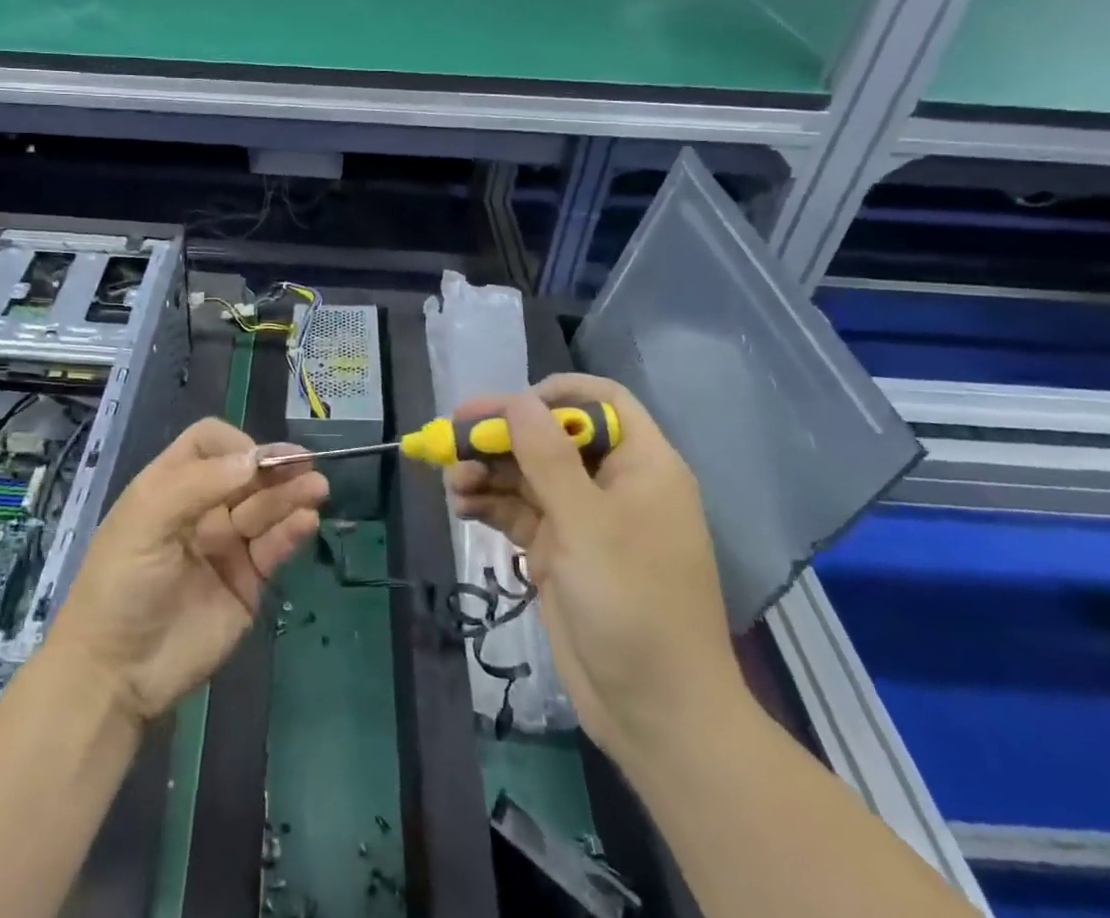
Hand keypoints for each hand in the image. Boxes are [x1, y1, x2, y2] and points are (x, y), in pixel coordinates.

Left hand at [47, 418, 327, 723]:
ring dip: (292, 494)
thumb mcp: (146, 521)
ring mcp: (227, 545)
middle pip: (247, 473)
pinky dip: (292, 531)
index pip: (210, 444)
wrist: (114, 674)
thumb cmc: (120, 584)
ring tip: (317, 488)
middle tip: (306, 465)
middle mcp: (203, 508)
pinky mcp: (247, 582)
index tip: (252, 460)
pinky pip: (274, 547)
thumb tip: (253, 458)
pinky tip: (307, 521)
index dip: (234, 444)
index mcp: (171, 486)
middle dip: (274, 466)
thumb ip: (198, 484)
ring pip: (266, 507)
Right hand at [444, 375, 743, 759]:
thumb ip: (548, 457)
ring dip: (488, 470)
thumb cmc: (633, 605)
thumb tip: (518, 400)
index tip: (509, 407)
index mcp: (642, 466)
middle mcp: (613, 484)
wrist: (657, 716)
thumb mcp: (587, 524)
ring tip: (452, 482)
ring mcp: (585, 520)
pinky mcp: (560, 552)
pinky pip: (519, 511)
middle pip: (551, 435)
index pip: (601, 401)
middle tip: (452, 436)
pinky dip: (490, 504)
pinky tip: (461, 506)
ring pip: (528, 473)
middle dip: (502, 434)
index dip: (555, 394)